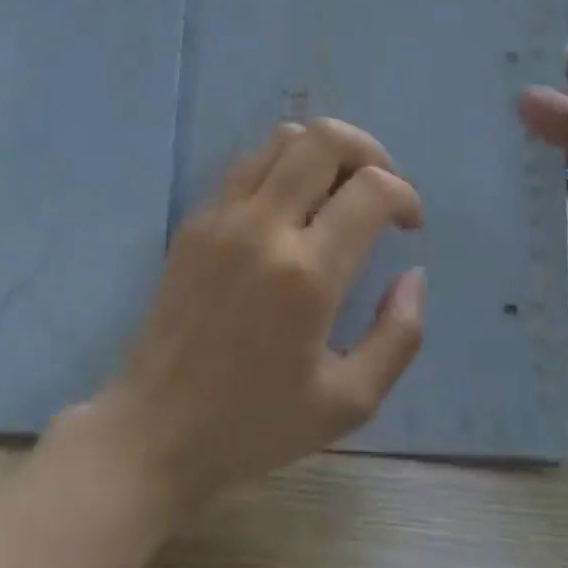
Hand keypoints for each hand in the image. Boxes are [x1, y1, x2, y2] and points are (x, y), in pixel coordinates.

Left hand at [71, 118, 426, 514]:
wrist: (154, 430)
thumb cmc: (255, 424)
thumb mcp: (349, 401)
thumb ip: (398, 335)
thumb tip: (413, 275)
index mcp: (306, 275)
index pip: (371, 189)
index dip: (405, 195)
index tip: (410, 226)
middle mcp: (261, 227)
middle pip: (323, 138)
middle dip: (368, 151)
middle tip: (380, 190)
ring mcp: (220, 217)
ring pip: (281, 139)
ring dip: (323, 153)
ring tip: (338, 194)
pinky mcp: (193, 222)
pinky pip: (247, 166)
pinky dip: (282, 168)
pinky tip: (291, 212)